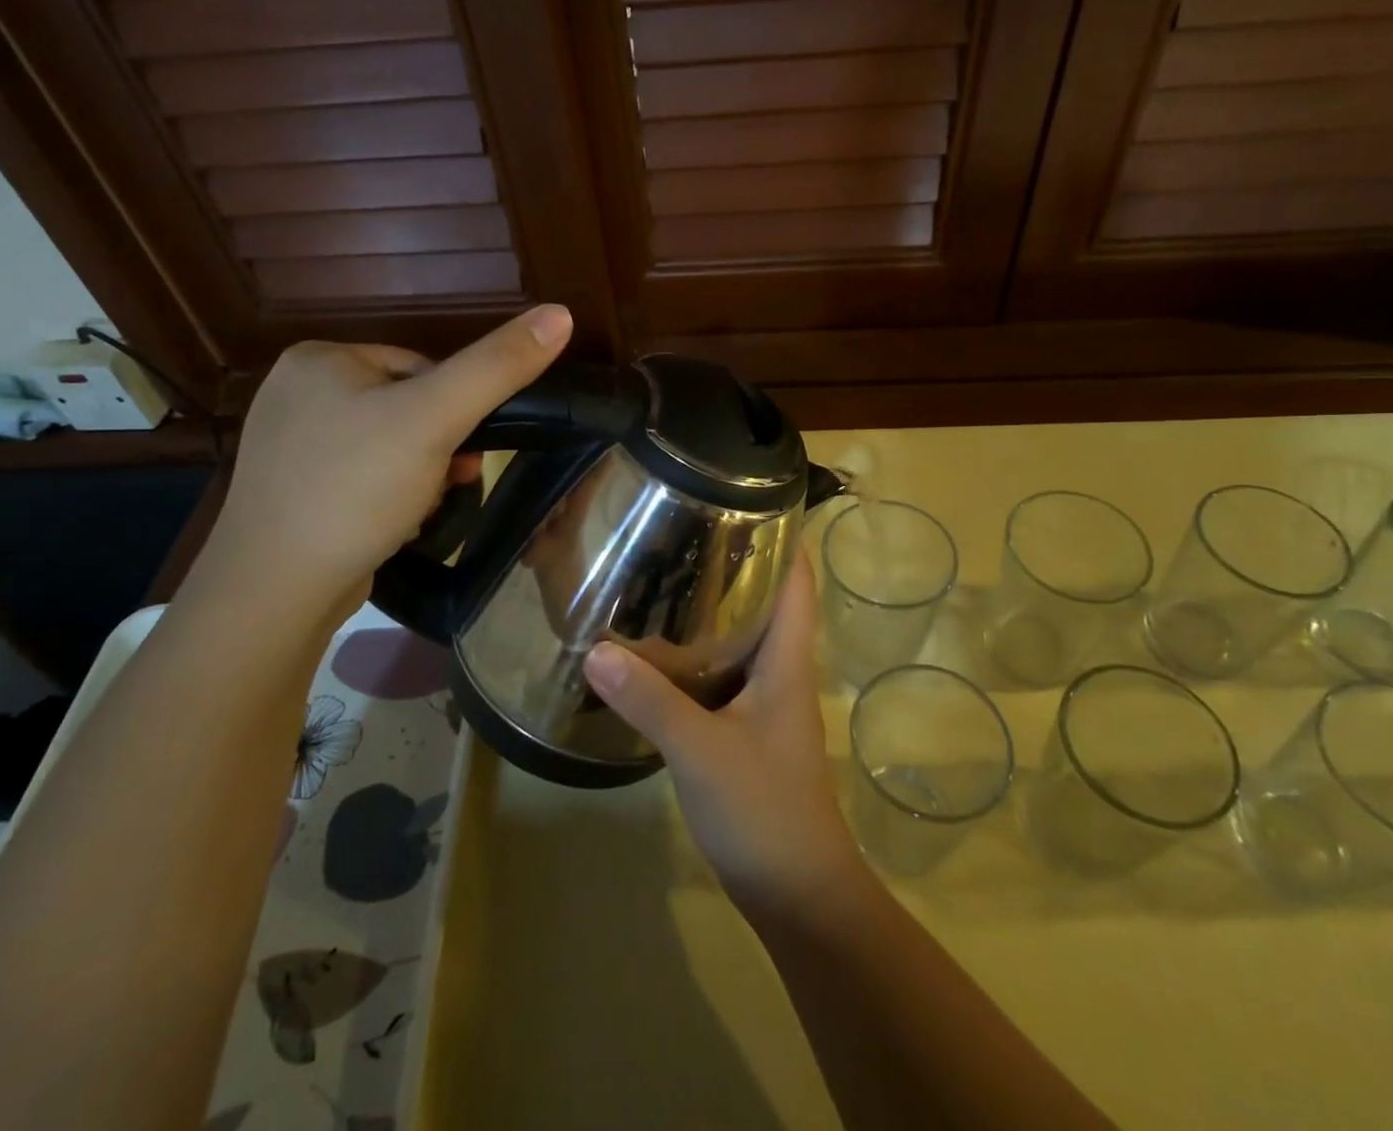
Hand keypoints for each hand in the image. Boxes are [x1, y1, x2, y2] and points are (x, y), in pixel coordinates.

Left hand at [196, 304, 572, 616]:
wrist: (276, 592)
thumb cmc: (356, 489)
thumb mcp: (436, 419)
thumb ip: (498, 366)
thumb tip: (560, 313)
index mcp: (320, 358)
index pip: (420, 367)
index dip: (454, 409)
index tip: (462, 450)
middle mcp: (297, 392)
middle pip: (406, 408)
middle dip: (437, 449)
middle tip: (447, 485)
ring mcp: (290, 445)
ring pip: (389, 446)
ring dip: (419, 477)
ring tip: (419, 511)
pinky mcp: (294, 490)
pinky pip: (363, 478)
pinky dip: (388, 498)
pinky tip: (391, 525)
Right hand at [584, 558, 865, 918]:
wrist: (797, 894)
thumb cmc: (764, 810)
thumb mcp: (701, 750)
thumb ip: (650, 700)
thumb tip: (594, 650)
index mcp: (787, 659)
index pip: (797, 579)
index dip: (783, 534)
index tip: (743, 497)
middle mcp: (781, 670)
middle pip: (767, 599)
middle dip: (733, 562)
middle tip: (681, 529)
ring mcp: (766, 702)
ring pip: (743, 637)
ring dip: (713, 607)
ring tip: (663, 574)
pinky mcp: (747, 730)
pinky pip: (724, 673)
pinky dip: (698, 652)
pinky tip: (659, 650)